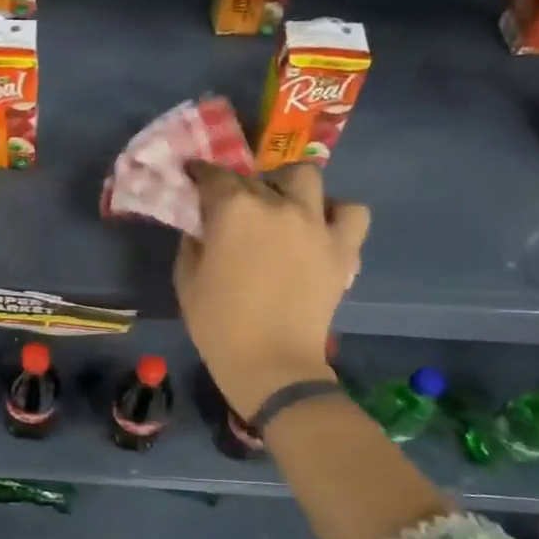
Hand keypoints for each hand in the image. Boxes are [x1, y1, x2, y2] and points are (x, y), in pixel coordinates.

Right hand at [174, 163, 369, 417]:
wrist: (272, 364)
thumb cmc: (219, 324)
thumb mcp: (187, 280)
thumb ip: (193, 242)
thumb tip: (202, 226)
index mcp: (234, 209)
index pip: (214, 175)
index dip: (200, 174)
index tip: (193, 178)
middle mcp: (277, 204)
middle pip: (257, 177)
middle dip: (240, 187)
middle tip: (234, 208)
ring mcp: (315, 223)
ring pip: (307, 178)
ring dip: (290, 186)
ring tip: (281, 206)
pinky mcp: (342, 247)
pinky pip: (351, 213)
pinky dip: (337, 213)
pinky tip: (320, 227)